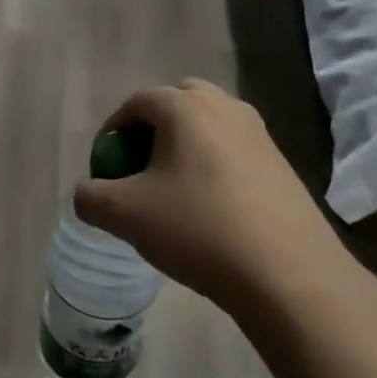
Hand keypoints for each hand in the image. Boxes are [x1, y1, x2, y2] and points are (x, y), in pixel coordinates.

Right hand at [74, 80, 376, 335]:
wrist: (289, 275)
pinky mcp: (282, 164)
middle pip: (177, 102)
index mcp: (185, 107)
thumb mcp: (125, 215)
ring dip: (184, 145)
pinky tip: (209, 209)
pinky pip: (233, 149)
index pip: (136, 102)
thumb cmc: (198, 229)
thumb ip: (90, 197)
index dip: (112, 131)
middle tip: (138, 166)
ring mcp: (260, 134)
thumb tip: (87, 193)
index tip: (104, 166)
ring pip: (209, 125)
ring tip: (172, 188)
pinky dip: (212, 164)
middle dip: (151, 128)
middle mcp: (225, 107)